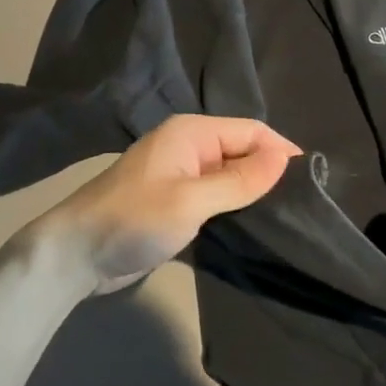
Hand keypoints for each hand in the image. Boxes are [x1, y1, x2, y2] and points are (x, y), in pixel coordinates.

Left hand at [40, 116, 300, 293]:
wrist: (74, 254)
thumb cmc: (134, 219)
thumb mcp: (192, 200)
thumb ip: (240, 180)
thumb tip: (286, 157)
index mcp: (191, 132)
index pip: (250, 130)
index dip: (280, 150)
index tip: (311, 180)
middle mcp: (187, 146)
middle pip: (241, 150)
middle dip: (268, 170)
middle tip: (301, 203)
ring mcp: (179, 175)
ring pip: (229, 175)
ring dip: (251, 190)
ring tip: (284, 215)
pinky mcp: (173, 201)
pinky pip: (214, 195)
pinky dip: (233, 205)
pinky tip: (251, 224)